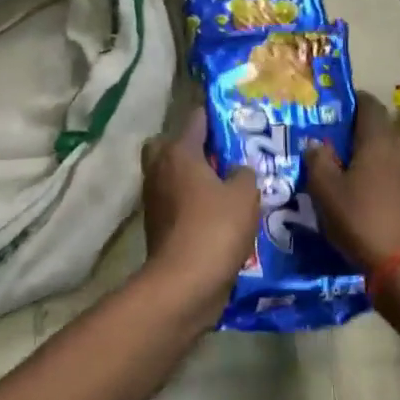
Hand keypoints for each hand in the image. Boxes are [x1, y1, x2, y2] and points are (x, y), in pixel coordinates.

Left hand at [140, 111, 259, 313]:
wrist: (184, 284)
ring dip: (195, 179)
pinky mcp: (157, 226)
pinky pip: (177, 204)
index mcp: (178, 152)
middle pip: (173, 145)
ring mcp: (154, 199)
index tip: (238, 120)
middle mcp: (160, 170)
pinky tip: (220, 215)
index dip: (217, 116)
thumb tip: (238, 170)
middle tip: (224, 157)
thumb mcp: (245, 195)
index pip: (196, 119)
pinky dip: (193, 205)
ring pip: (174, 176)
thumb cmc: (215, 228)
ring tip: (229, 187)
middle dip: (195, 147)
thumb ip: (245, 173)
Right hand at [304, 93, 399, 272]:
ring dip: (371, 152)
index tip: (333, 109)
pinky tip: (366, 190)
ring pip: (390, 149)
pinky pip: (397, 171)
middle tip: (334, 140)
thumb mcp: (326, 190)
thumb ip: (318, 160)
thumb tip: (316, 143)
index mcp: (378, 139)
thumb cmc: (361, 219)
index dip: (351, 101)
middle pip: (381, 125)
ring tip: (347, 166)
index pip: (368, 103)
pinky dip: (382, 172)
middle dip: (359, 129)